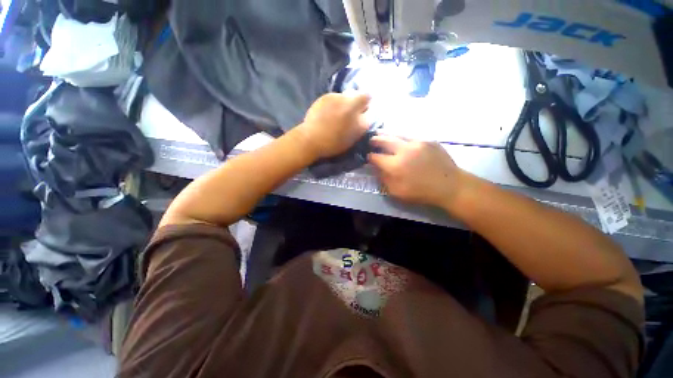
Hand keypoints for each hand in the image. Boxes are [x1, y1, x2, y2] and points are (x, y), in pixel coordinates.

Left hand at [296, 93, 370, 158]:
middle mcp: (347, 99)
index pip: (368, 97)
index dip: (366, 105)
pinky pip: (334, 97)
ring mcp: (335, 96)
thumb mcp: (354, 136)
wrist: (311, 139)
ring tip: (338, 116)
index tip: (362, 113)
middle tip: (351, 115)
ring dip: (345, 103)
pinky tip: (328, 114)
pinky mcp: (324, 97)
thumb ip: (363, 122)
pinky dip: (334, 104)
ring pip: (345, 96)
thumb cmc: (334, 142)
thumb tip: (367, 113)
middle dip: (357, 103)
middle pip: (357, 94)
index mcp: (357, 109)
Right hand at [368, 135, 468, 209]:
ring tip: (380, 134)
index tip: (367, 156)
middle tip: (370, 140)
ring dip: (386, 135)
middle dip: (375, 140)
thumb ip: (384, 179)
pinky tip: (400, 140)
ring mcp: (417, 142)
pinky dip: (402, 138)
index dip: (369, 157)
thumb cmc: (421, 192)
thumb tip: (377, 168)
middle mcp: (404, 150)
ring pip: (397, 135)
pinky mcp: (428, 140)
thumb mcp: (397, 192)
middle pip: (384, 140)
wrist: (449, 186)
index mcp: (395, 165)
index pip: (375, 157)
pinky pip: (410, 136)